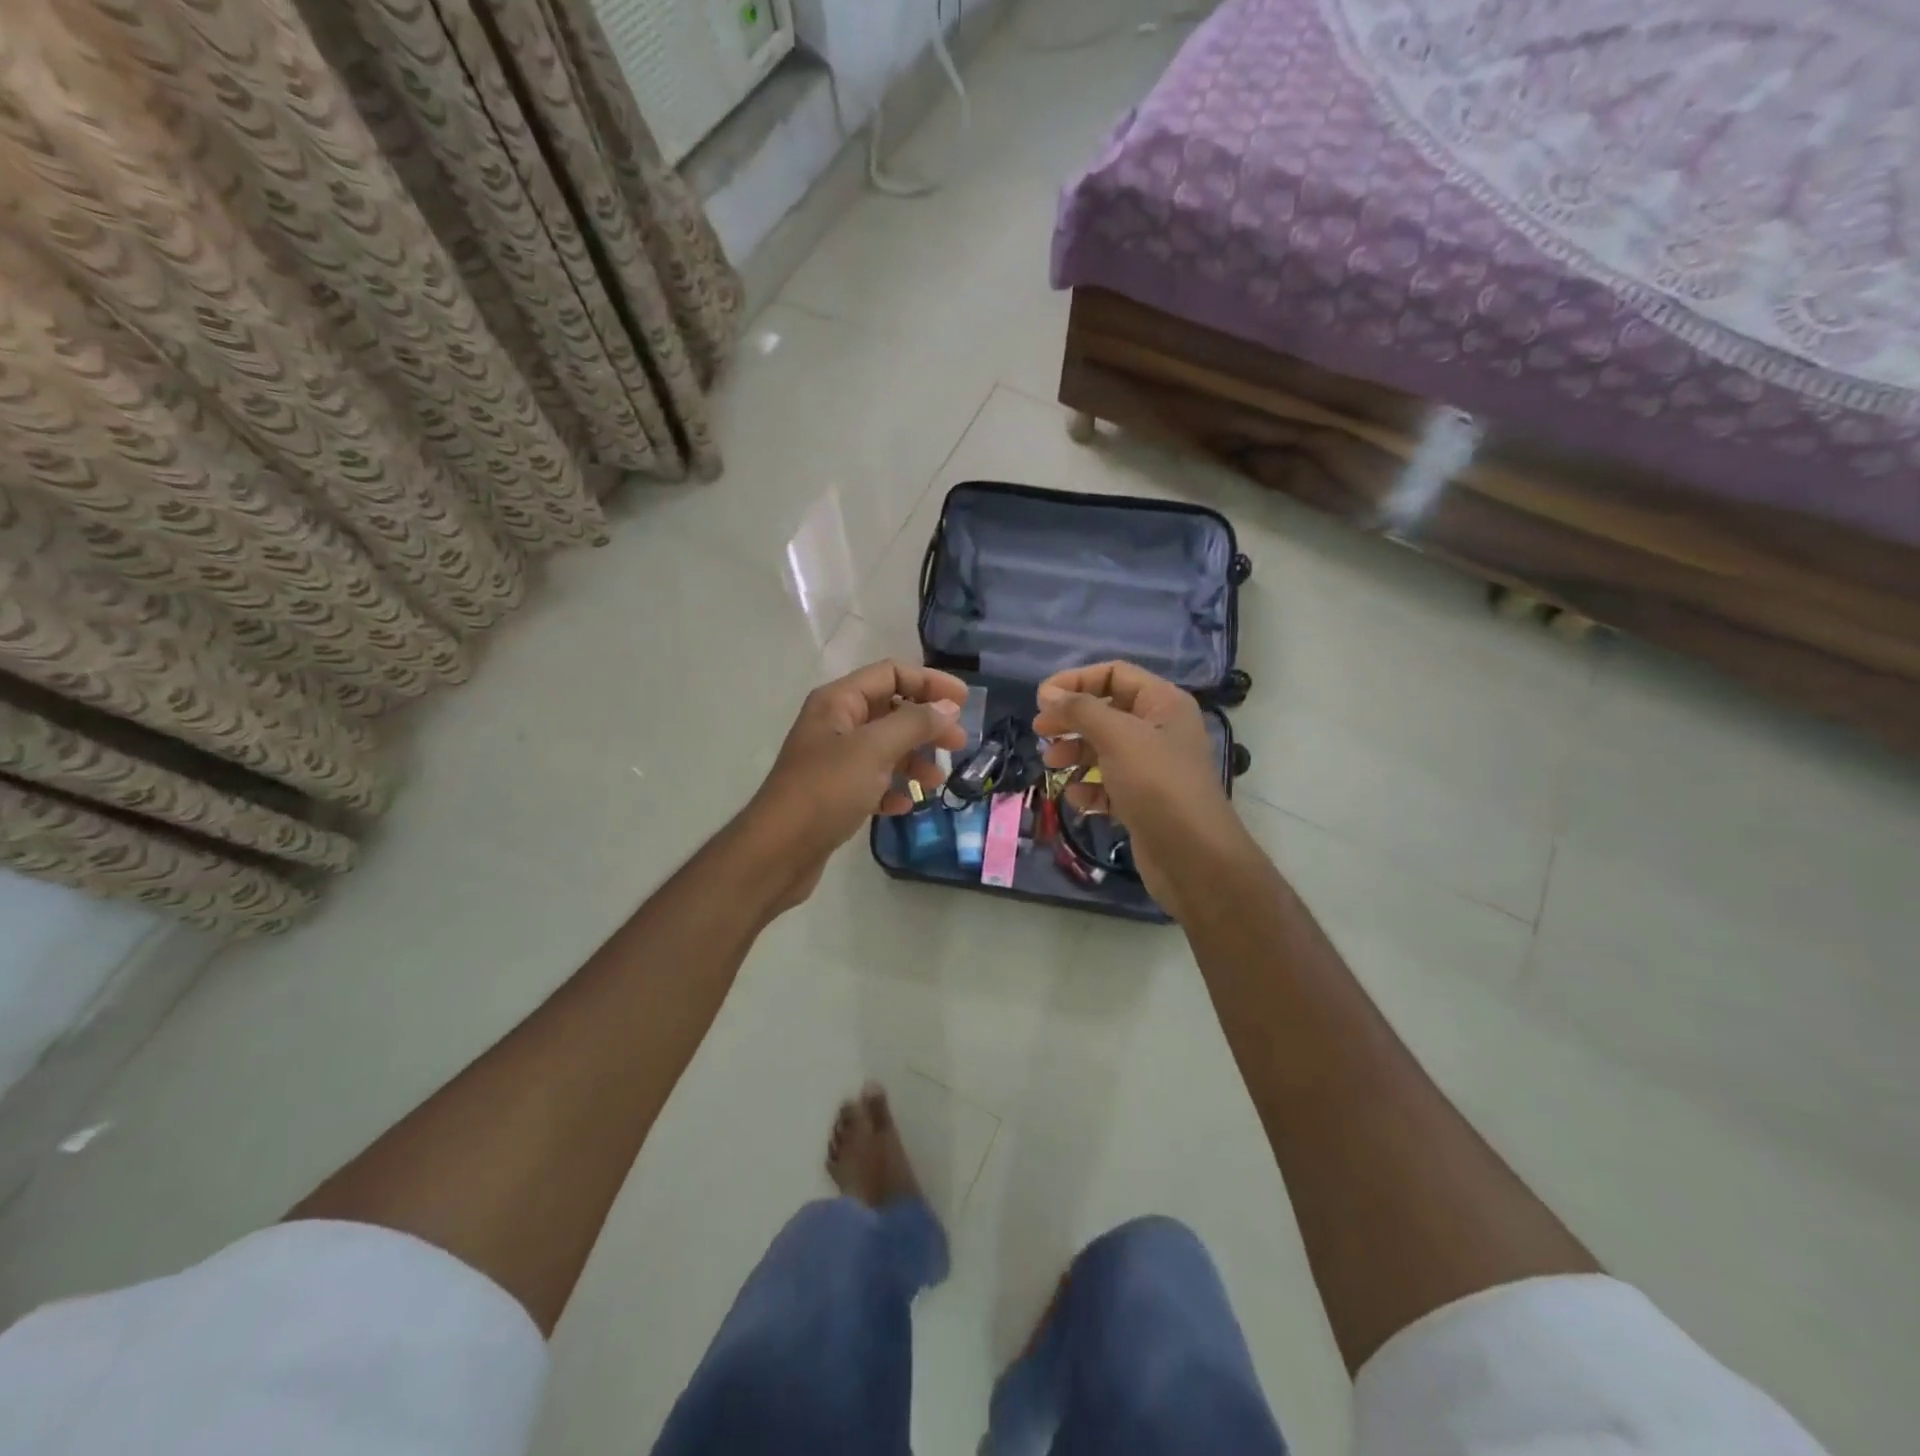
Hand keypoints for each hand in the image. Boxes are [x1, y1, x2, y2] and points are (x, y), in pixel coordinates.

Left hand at [748, 660, 969, 905]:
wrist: (777, 852)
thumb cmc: (825, 790)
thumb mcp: (874, 749)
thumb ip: (915, 723)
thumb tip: (948, 706)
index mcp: (838, 702)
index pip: (891, 674)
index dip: (929, 682)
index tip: (964, 703)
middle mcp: (835, 725)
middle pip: (891, 711)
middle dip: (927, 725)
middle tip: (960, 744)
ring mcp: (834, 761)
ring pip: (886, 749)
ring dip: (914, 760)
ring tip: (937, 782)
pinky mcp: (834, 795)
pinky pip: (873, 782)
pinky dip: (892, 789)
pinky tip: (903, 806)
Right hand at [1032, 661, 1245, 917]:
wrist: (1194, 858)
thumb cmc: (1158, 785)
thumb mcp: (1118, 737)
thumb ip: (1081, 710)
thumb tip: (1048, 692)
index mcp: (1163, 704)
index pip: (1114, 674)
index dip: (1076, 681)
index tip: (1041, 699)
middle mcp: (1160, 730)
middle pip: (1106, 711)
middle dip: (1071, 720)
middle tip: (1039, 732)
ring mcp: (1152, 768)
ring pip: (1104, 749)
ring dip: (1075, 754)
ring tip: (1051, 764)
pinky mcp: (1143, 801)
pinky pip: (1109, 785)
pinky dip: (1090, 788)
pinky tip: (1076, 798)